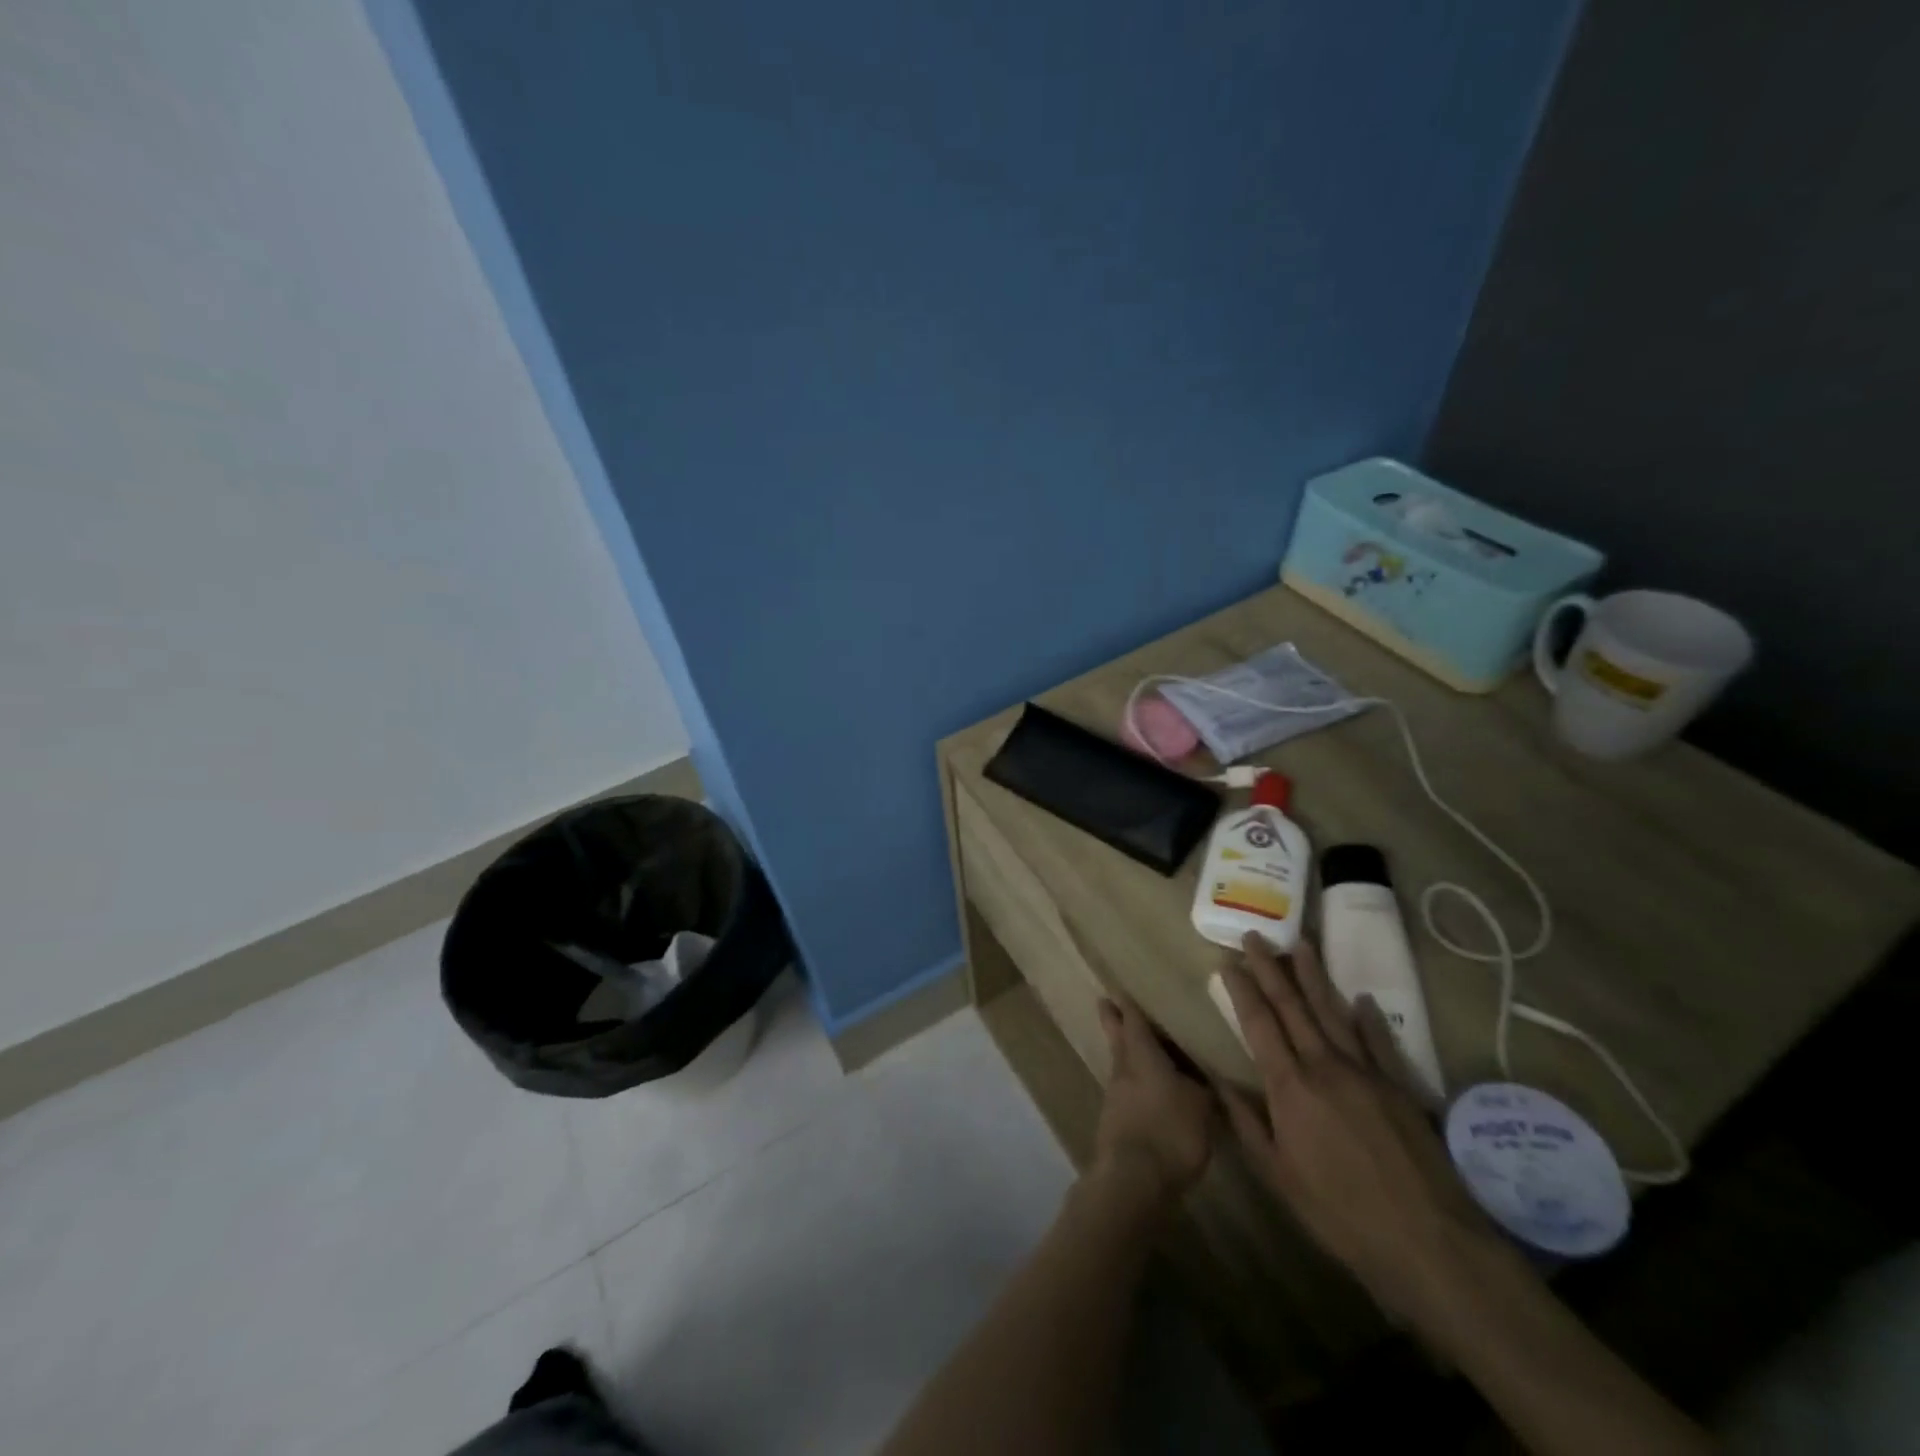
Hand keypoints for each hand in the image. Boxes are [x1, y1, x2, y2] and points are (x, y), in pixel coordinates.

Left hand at [1090, 995, 1214, 1205]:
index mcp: (1142, 1056)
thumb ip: (1203, 1087)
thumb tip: (1206, 1077)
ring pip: (1119, 1066)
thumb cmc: (1170, 1131)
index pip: (1134, 1022)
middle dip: (1113, 1021)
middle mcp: (1124, 1070)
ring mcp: (1115, 1098)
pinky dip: (1133, 1087)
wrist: (1134, 1179)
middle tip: (1105, 1003)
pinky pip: (1125, 1094)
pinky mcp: (1114, 1125)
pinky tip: (1146, 1095)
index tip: (1120, 989)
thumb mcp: (1200, 1106)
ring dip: (1124, 1056)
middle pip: (1117, 1039)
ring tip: (1137, 1050)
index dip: (1129, 1005)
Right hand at [1216, 933, 1499, 1319]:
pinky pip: (1379, 1041)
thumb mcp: (1279, 1176)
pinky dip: (1367, 1018)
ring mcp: (1366, 1072)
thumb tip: (1217, 1081)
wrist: (1429, 1242)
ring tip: (1301, 943)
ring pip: (1333, 1011)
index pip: (1259, 1024)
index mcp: (1290, 1087)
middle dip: (1270, 968)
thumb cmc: (1341, 1214)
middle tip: (1256, 936)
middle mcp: (1325, 1066)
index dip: (1242, 991)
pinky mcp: (1400, 1086)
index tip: (1227, 962)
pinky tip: (1361, 999)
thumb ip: (1247, 1123)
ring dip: (1314, 976)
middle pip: (1292, 1006)